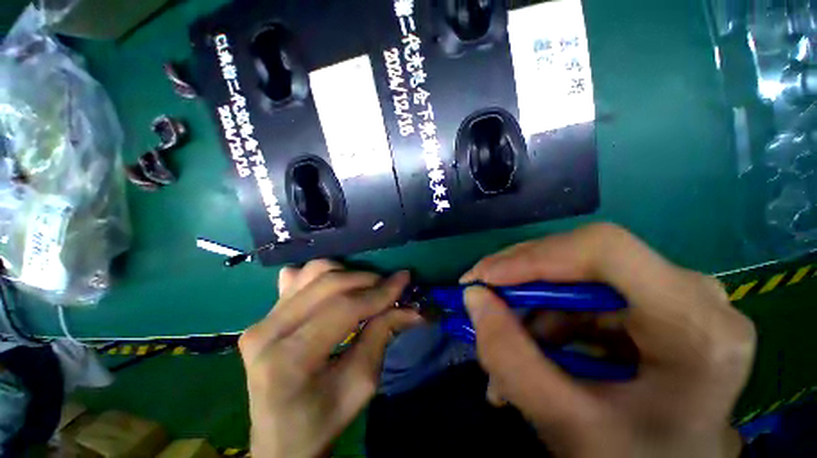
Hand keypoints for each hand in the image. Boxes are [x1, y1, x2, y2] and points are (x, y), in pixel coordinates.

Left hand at [239, 260, 422, 457]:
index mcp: (289, 359)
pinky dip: (326, 274)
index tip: (404, 279)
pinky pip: (299, 277)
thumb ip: (382, 335)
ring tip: (367, 287)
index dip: (379, 292)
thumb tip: (411, 307)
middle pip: (329, 283)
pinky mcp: (264, 315)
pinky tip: (339, 286)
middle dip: (368, 279)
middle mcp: (268, 331)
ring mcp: (261, 319)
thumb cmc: (323, 420)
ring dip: (349, 273)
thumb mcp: (361, 383)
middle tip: (390, 285)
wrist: (281, 439)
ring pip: (314, 272)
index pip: (343, 308)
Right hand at [461, 223, 755, 457]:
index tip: (484, 280)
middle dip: (519, 280)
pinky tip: (528, 349)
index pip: (604, 250)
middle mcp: (691, 295)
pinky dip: (543, 318)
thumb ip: (510, 358)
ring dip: (528, 307)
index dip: (533, 257)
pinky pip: (580, 295)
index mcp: (694, 325)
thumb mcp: (566, 424)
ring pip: (573, 277)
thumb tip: (473, 297)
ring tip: (501, 346)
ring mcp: (673, 296)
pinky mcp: (650, 305)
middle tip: (479, 301)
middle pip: (583, 258)